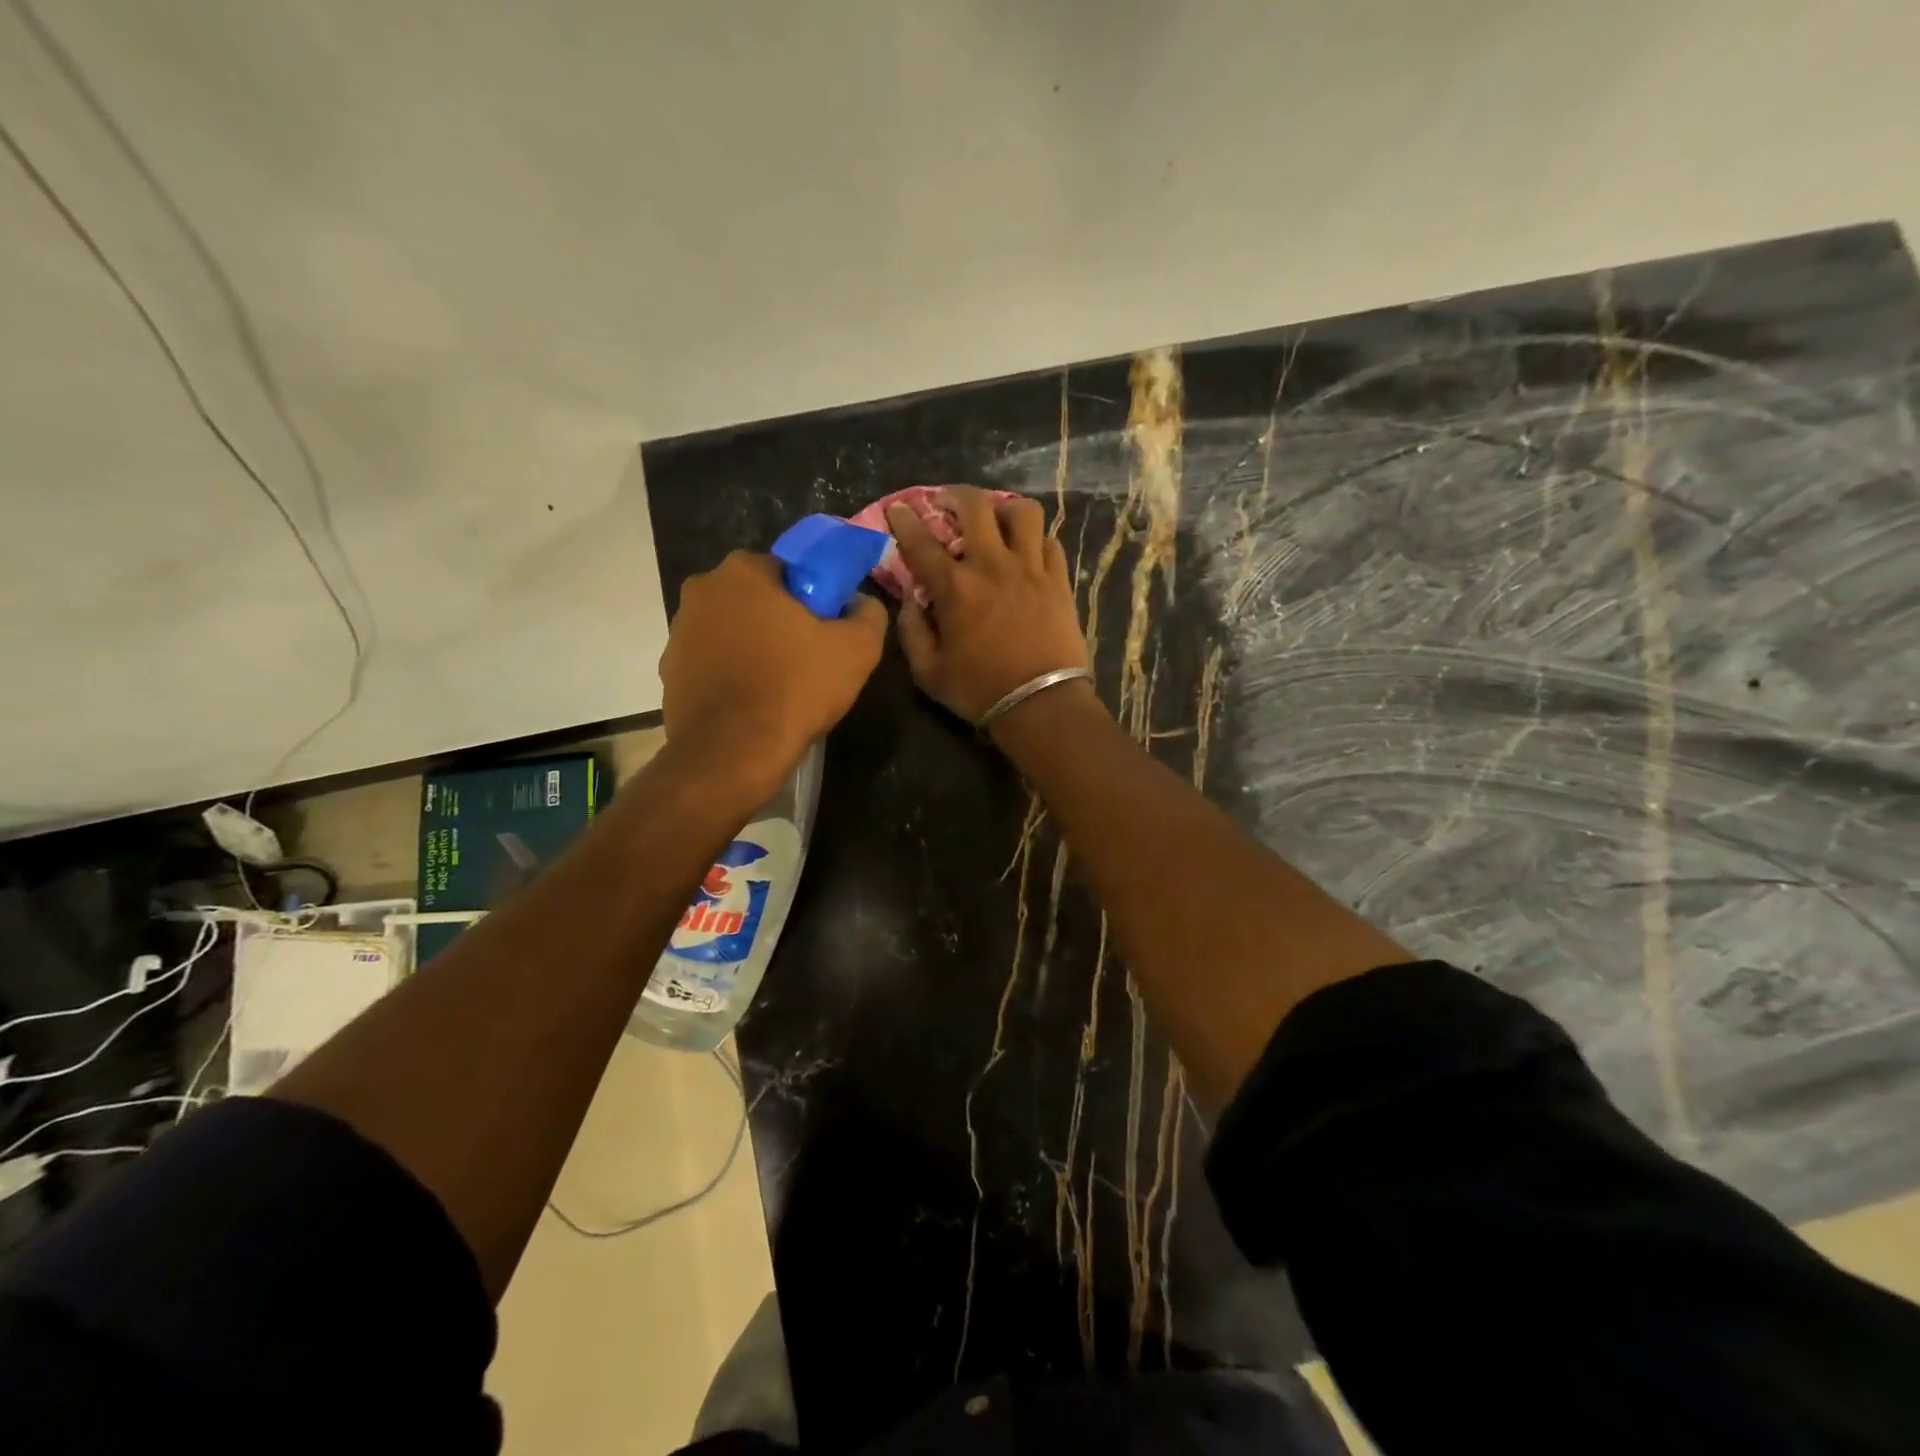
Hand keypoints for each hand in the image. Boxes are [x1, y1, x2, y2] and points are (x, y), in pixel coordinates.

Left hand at [660, 552, 885, 792]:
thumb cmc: (796, 687)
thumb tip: (860, 603)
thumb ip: (867, 614)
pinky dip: (731, 674)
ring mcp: (679, 632)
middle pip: (755, 598)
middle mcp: (702, 591)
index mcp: (743, 572)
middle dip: (779, 619)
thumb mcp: (857, 649)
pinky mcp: (670, 671)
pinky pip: (712, 662)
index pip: (788, 570)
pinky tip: (753, 702)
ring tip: (780, 684)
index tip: (827, 627)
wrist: (733, 751)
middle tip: (808, 655)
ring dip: (753, 646)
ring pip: (731, 630)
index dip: (813, 597)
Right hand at [889, 486, 1090, 726]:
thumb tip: (911, 599)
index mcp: (955, 587)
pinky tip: (1027, 551)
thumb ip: (911, 631)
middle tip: (948, 502)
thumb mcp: (928, 671)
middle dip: (956, 495)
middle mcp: (992, 565)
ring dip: (1004, 508)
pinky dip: (1035, 540)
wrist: (1041, 704)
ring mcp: (1030, 569)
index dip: (905, 520)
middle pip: (976, 505)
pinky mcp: (1058, 581)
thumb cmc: (979, 690)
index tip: (899, 508)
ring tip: (996, 518)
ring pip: (1022, 512)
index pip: (921, 541)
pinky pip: (1050, 542)